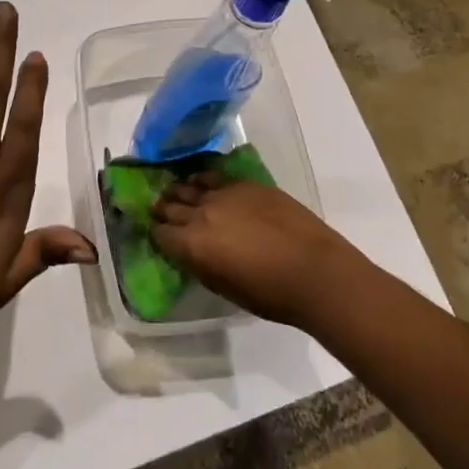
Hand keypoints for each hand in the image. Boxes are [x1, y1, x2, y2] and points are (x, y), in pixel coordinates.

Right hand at [151, 172, 361, 326]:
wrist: (313, 270)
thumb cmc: (269, 294)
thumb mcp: (224, 287)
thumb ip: (201, 264)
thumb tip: (190, 252)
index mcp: (192, 245)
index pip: (161, 233)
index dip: (156, 233)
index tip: (156, 233)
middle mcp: (201, 213)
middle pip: (171, 206)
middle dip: (163, 209)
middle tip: (159, 210)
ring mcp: (224, 193)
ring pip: (190, 185)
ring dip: (180, 190)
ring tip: (176, 191)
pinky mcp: (246, 183)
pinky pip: (214, 174)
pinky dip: (203, 177)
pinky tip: (201, 178)